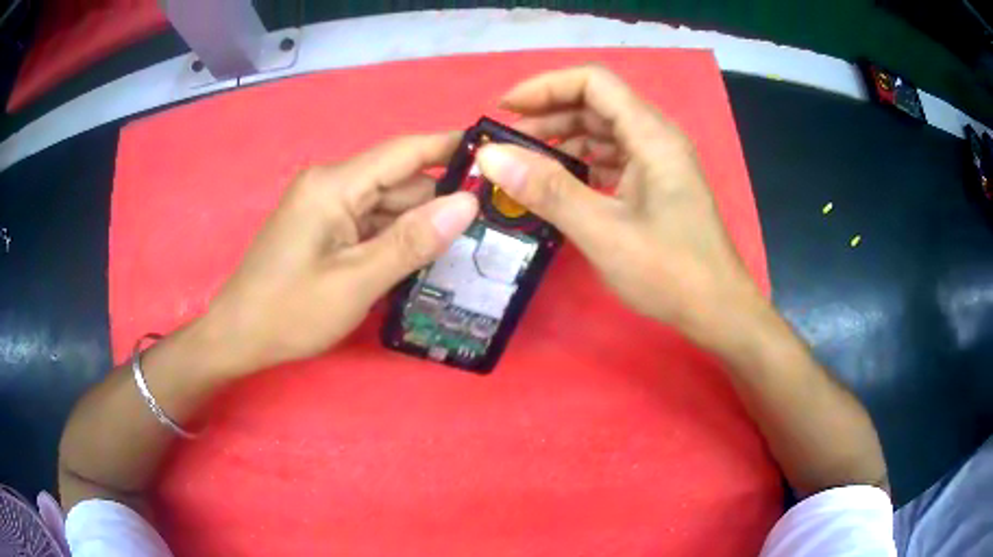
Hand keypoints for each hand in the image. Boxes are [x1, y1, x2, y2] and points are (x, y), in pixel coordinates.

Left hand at [198, 133, 478, 375]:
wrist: (238, 337)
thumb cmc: (289, 312)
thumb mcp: (356, 282)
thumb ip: (412, 242)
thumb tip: (467, 203)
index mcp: (334, 185)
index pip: (405, 152)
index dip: (451, 148)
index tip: (497, 154)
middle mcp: (331, 185)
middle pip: (399, 183)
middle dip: (440, 205)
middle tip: (489, 230)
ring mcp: (326, 207)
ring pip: (387, 207)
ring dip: (418, 229)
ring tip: (463, 253)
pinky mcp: (324, 228)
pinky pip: (370, 225)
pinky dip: (395, 242)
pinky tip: (420, 265)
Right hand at [475, 66, 762, 348]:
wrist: (717, 311)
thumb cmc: (670, 272)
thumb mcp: (604, 232)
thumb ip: (547, 190)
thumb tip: (491, 156)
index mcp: (652, 136)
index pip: (594, 83)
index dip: (546, 87)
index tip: (505, 109)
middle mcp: (656, 140)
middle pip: (596, 105)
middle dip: (548, 116)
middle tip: (506, 145)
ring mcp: (657, 164)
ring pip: (602, 134)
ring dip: (562, 142)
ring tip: (523, 166)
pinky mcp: (655, 187)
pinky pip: (611, 161)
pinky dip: (580, 166)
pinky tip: (557, 186)